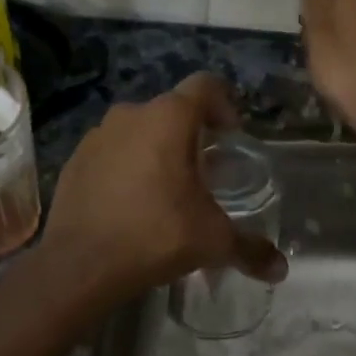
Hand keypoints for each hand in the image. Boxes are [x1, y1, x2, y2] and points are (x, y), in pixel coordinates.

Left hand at [37, 73, 287, 303]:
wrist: (80, 265)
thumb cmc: (156, 235)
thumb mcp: (212, 241)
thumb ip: (250, 249)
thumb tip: (281, 270)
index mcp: (169, 118)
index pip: (206, 86)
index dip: (225, 105)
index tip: (231, 136)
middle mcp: (132, 114)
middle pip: (172, 110)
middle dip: (192, 134)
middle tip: (205, 170)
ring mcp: (98, 135)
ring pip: (139, 130)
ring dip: (157, 149)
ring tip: (168, 188)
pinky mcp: (75, 159)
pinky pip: (111, 151)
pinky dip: (126, 165)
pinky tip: (131, 202)